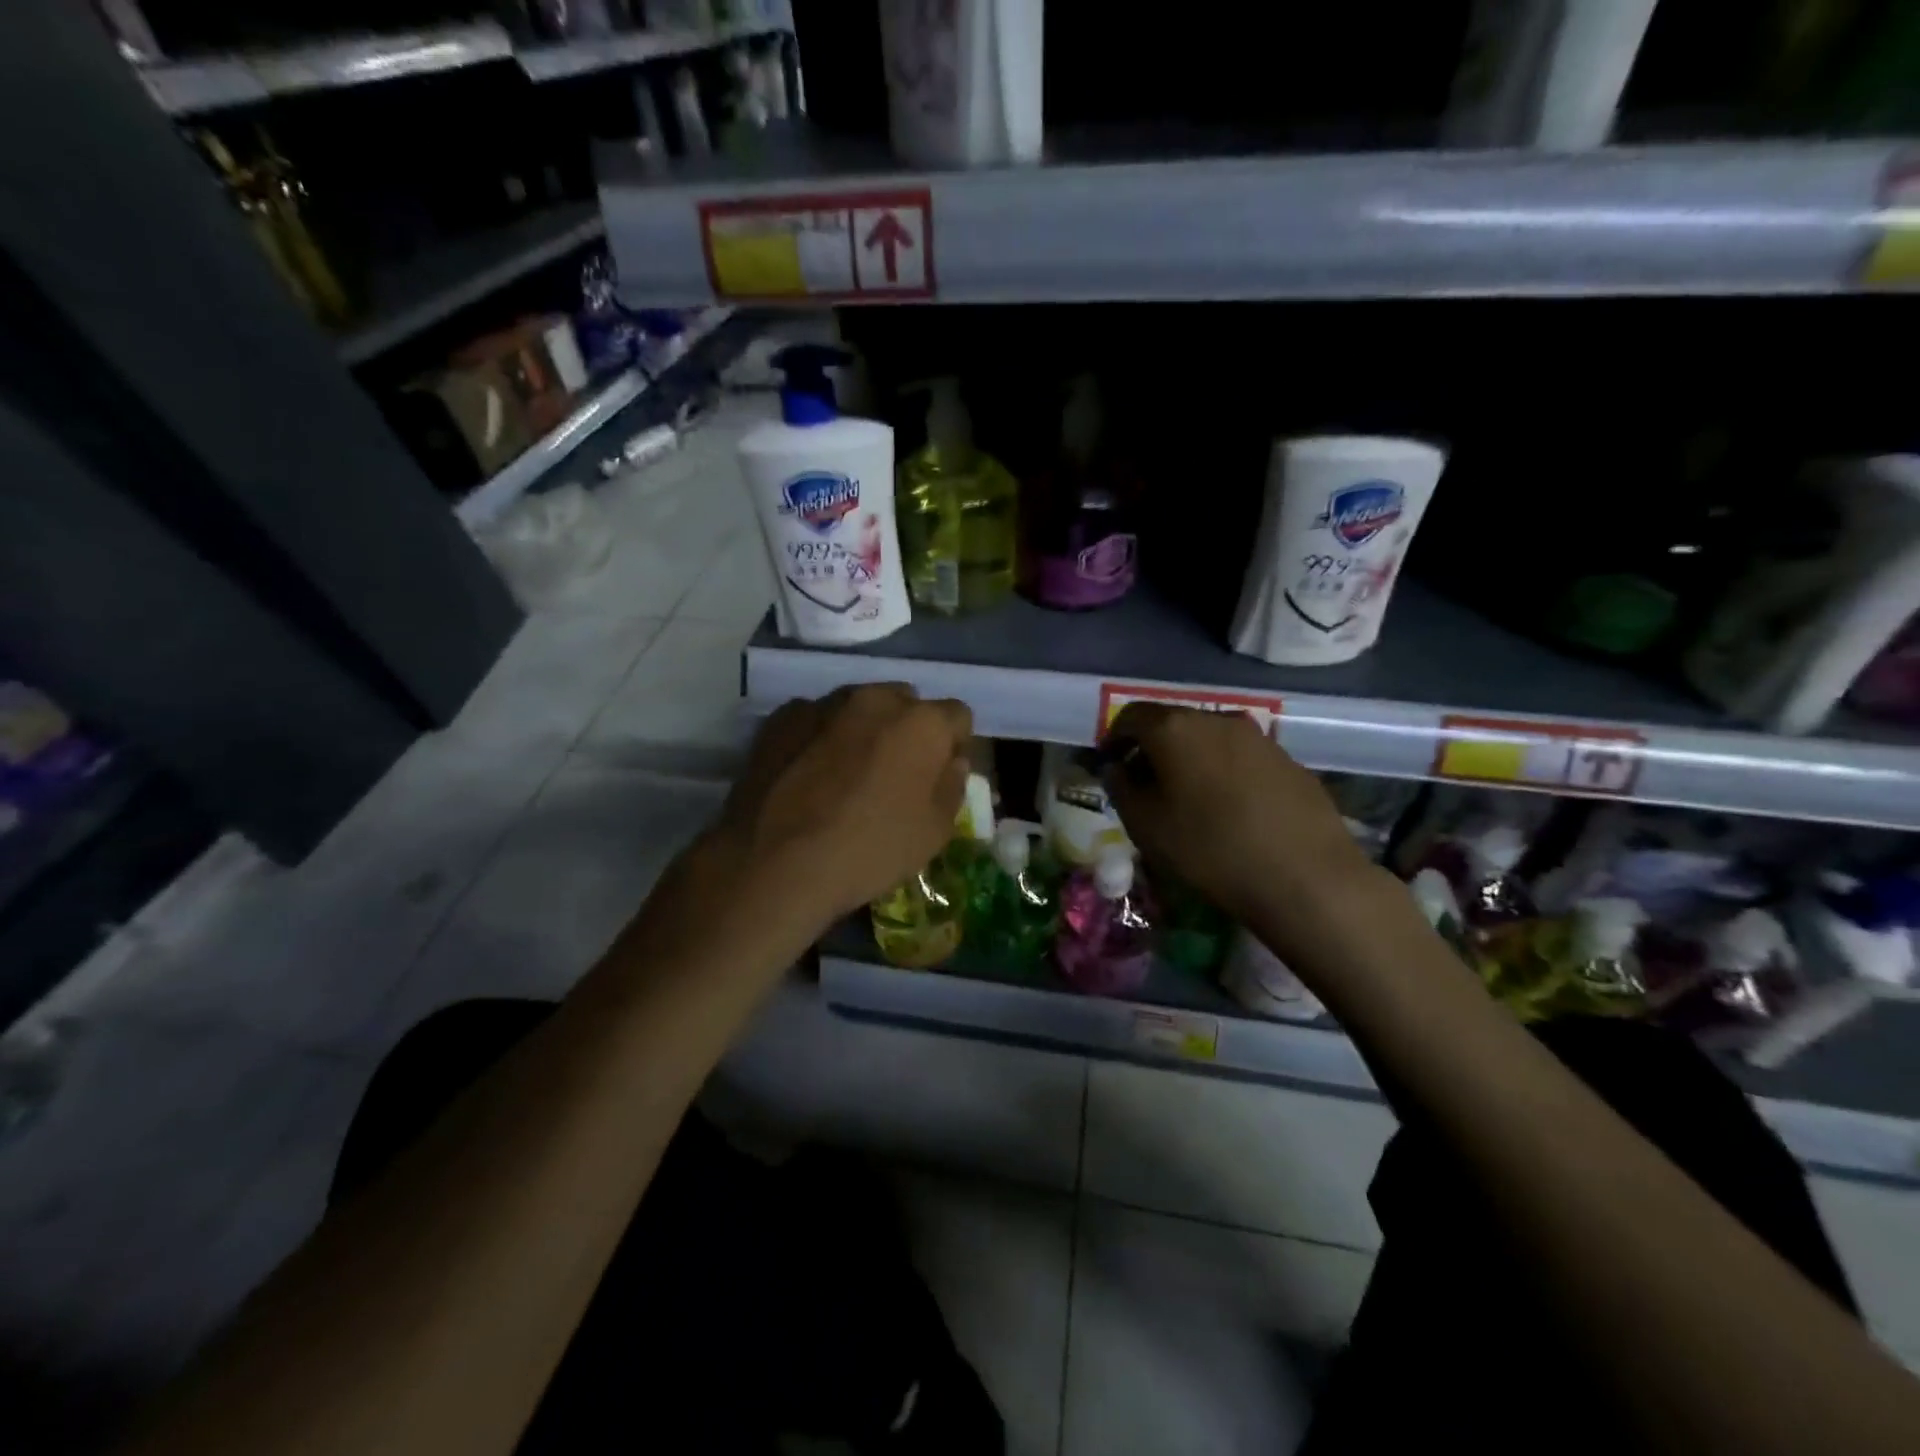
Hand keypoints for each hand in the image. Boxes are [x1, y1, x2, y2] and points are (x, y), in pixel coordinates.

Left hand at [715, 684, 972, 927]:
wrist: (774, 862)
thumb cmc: (868, 850)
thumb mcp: (934, 833)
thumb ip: (952, 786)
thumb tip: (951, 761)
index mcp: (923, 723)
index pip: (957, 715)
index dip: (952, 744)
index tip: (939, 773)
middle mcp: (876, 698)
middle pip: (906, 702)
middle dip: (907, 730)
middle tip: (894, 773)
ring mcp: (824, 703)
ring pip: (859, 706)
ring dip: (863, 729)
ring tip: (846, 773)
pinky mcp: (782, 717)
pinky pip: (816, 719)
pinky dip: (820, 737)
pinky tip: (808, 774)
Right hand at [1102, 704, 1373, 924]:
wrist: (1305, 876)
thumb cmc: (1209, 848)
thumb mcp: (1145, 825)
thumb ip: (1120, 788)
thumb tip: (1116, 768)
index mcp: (1175, 728)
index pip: (1131, 716)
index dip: (1114, 739)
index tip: (1110, 765)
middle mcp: (1216, 719)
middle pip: (1172, 723)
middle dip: (1151, 748)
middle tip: (1143, 783)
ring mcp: (1258, 736)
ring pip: (1208, 739)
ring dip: (1189, 760)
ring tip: (1186, 798)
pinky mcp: (1287, 759)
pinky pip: (1240, 757)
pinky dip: (1222, 772)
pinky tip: (1227, 808)